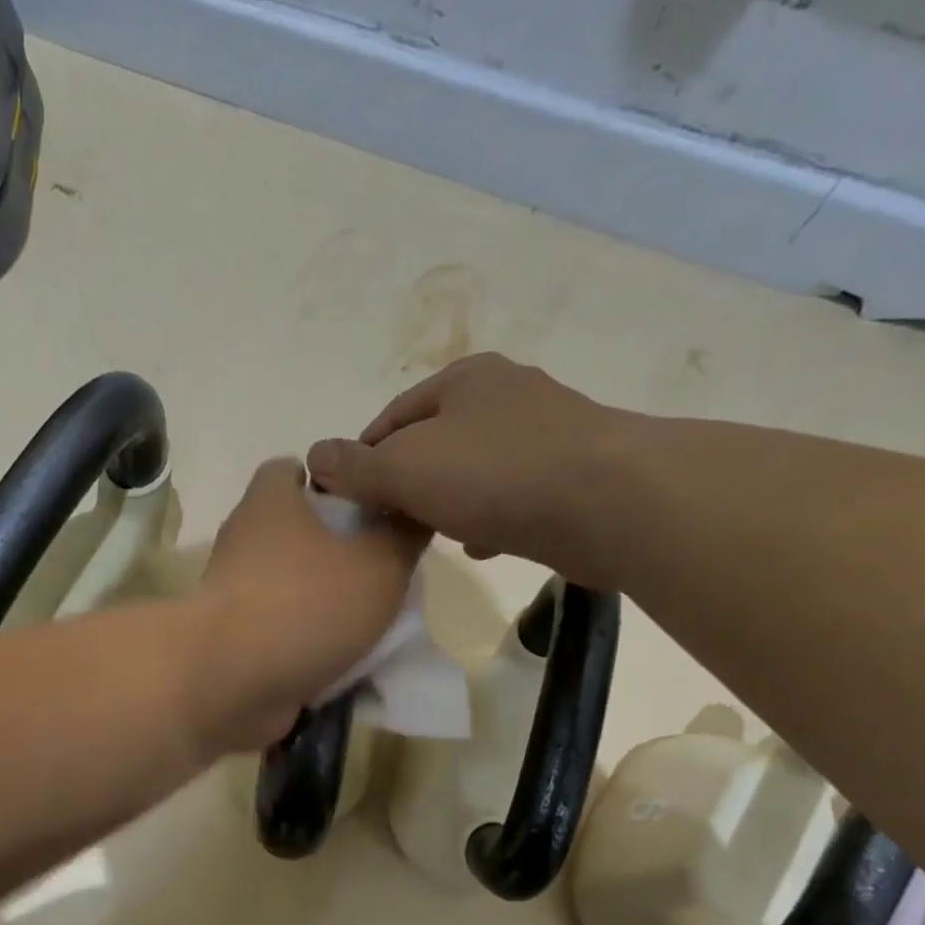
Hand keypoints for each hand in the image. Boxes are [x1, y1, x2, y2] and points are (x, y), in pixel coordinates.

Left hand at [197, 458, 427, 749]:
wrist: (229, 681)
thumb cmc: (306, 604)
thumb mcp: (380, 563)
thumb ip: (403, 534)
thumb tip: (410, 510)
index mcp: (270, 503)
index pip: (289, 469)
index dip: (328, 480)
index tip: (365, 505)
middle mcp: (243, 539)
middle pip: (291, 528)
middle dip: (333, 546)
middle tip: (379, 567)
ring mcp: (232, 591)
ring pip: (284, 582)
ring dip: (320, 598)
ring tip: (368, 618)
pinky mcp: (230, 636)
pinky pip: (275, 627)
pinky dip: (302, 638)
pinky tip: (338, 656)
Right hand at [305, 353, 625, 581]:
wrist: (611, 503)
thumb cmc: (494, 473)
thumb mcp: (404, 468)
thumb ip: (355, 467)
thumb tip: (314, 457)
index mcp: (463, 379)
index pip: (391, 418)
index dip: (362, 459)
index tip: (348, 500)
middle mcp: (505, 395)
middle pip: (433, 443)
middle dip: (406, 484)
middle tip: (388, 523)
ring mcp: (545, 433)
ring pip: (472, 471)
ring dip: (447, 502)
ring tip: (430, 536)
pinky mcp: (571, 474)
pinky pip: (511, 495)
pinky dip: (489, 517)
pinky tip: (481, 545)